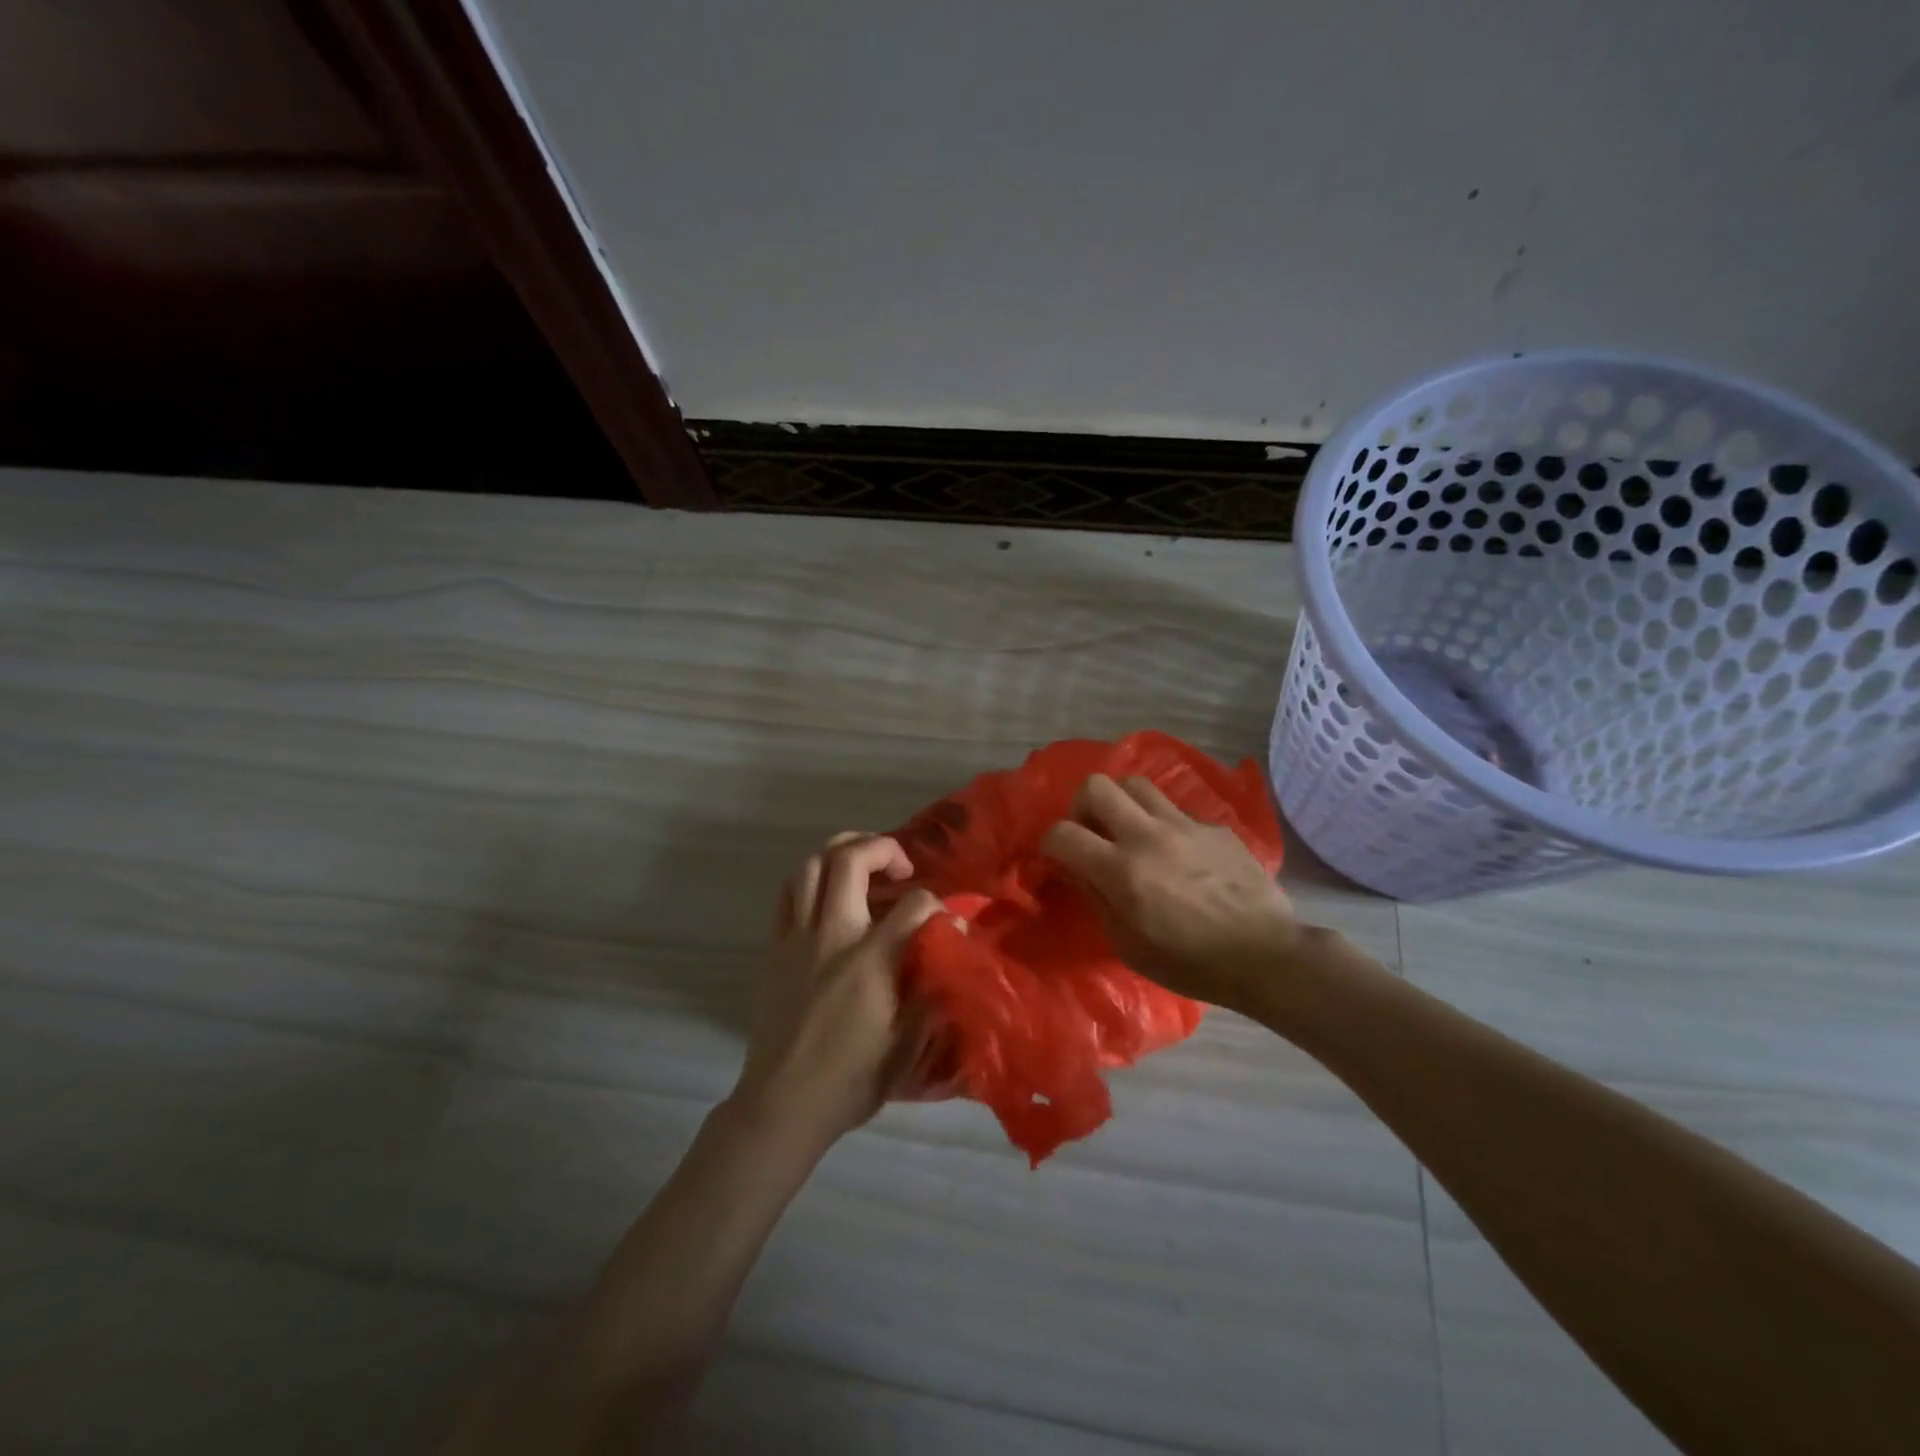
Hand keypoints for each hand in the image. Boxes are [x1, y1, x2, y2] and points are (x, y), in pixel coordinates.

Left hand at [730, 833, 944, 1154]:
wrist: (783, 1103)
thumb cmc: (851, 1080)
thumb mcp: (906, 1044)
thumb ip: (930, 991)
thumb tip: (949, 951)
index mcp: (870, 962)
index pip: (913, 906)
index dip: (938, 905)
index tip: (948, 922)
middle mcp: (832, 936)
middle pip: (850, 860)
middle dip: (883, 848)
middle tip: (902, 868)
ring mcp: (797, 938)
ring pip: (811, 864)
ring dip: (842, 850)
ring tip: (864, 863)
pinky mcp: (774, 947)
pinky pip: (788, 892)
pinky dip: (810, 876)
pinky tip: (828, 890)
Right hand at [1041, 773, 1305, 1012]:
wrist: (1264, 955)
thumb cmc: (1189, 963)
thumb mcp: (1128, 944)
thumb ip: (1096, 897)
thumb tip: (1074, 867)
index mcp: (1121, 871)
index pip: (1063, 833)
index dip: (1050, 843)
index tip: (1058, 858)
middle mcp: (1147, 836)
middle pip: (1097, 786)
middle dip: (1083, 806)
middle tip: (1092, 833)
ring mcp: (1184, 825)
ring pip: (1136, 784)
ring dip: (1122, 804)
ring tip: (1129, 831)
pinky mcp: (1212, 826)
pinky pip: (1174, 809)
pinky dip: (1162, 823)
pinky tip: (1175, 852)